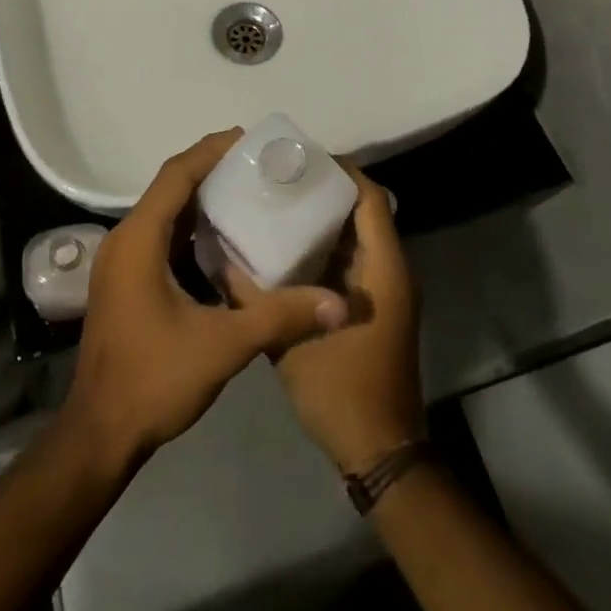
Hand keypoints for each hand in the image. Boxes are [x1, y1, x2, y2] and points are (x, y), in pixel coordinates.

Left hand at [63, 129, 349, 471]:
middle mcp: (124, 241)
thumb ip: (281, 316)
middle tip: (258, 164)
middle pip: (169, 188)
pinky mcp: (124, 283)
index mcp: (139, 239)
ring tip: (248, 192)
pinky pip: (160, 238)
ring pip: (163, 214)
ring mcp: (120, 263)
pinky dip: (190, 229)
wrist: (99, 436)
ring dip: (200, 199)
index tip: (249, 139)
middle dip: (211, 170)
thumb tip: (338, 304)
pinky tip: (223, 241)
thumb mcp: (224, 345)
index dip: (210, 151)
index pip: (176, 175)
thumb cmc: (154, 380)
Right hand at [266, 164, 423, 473]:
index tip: (298, 159)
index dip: (339, 171)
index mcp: (383, 268)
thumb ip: (254, 298)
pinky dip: (325, 247)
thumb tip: (220, 258)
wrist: (379, 451)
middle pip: (363, 210)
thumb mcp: (290, 343)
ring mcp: (383, 290)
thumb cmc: (342, 390)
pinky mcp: (371, 306)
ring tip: (277, 203)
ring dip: (324, 218)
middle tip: (279, 179)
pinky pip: (352, 260)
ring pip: (357, 236)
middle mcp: (390, 270)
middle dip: (324, 190)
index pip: (369, 197)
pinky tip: (285, 249)